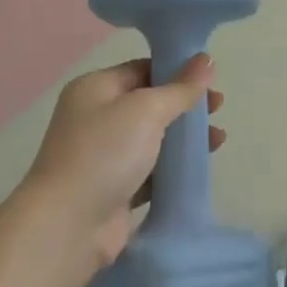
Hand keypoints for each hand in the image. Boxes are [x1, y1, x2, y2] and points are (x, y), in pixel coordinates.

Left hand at [22, 55, 223, 279]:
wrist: (67, 227)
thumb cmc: (104, 153)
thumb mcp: (146, 110)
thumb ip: (180, 88)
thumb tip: (207, 59)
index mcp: (95, 88)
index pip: (142, 69)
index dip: (177, 71)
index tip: (211, 79)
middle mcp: (96, 117)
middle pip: (149, 103)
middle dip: (185, 105)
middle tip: (219, 109)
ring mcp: (103, 156)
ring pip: (152, 139)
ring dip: (184, 137)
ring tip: (219, 139)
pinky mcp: (114, 190)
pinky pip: (151, 171)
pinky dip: (173, 168)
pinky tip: (199, 168)